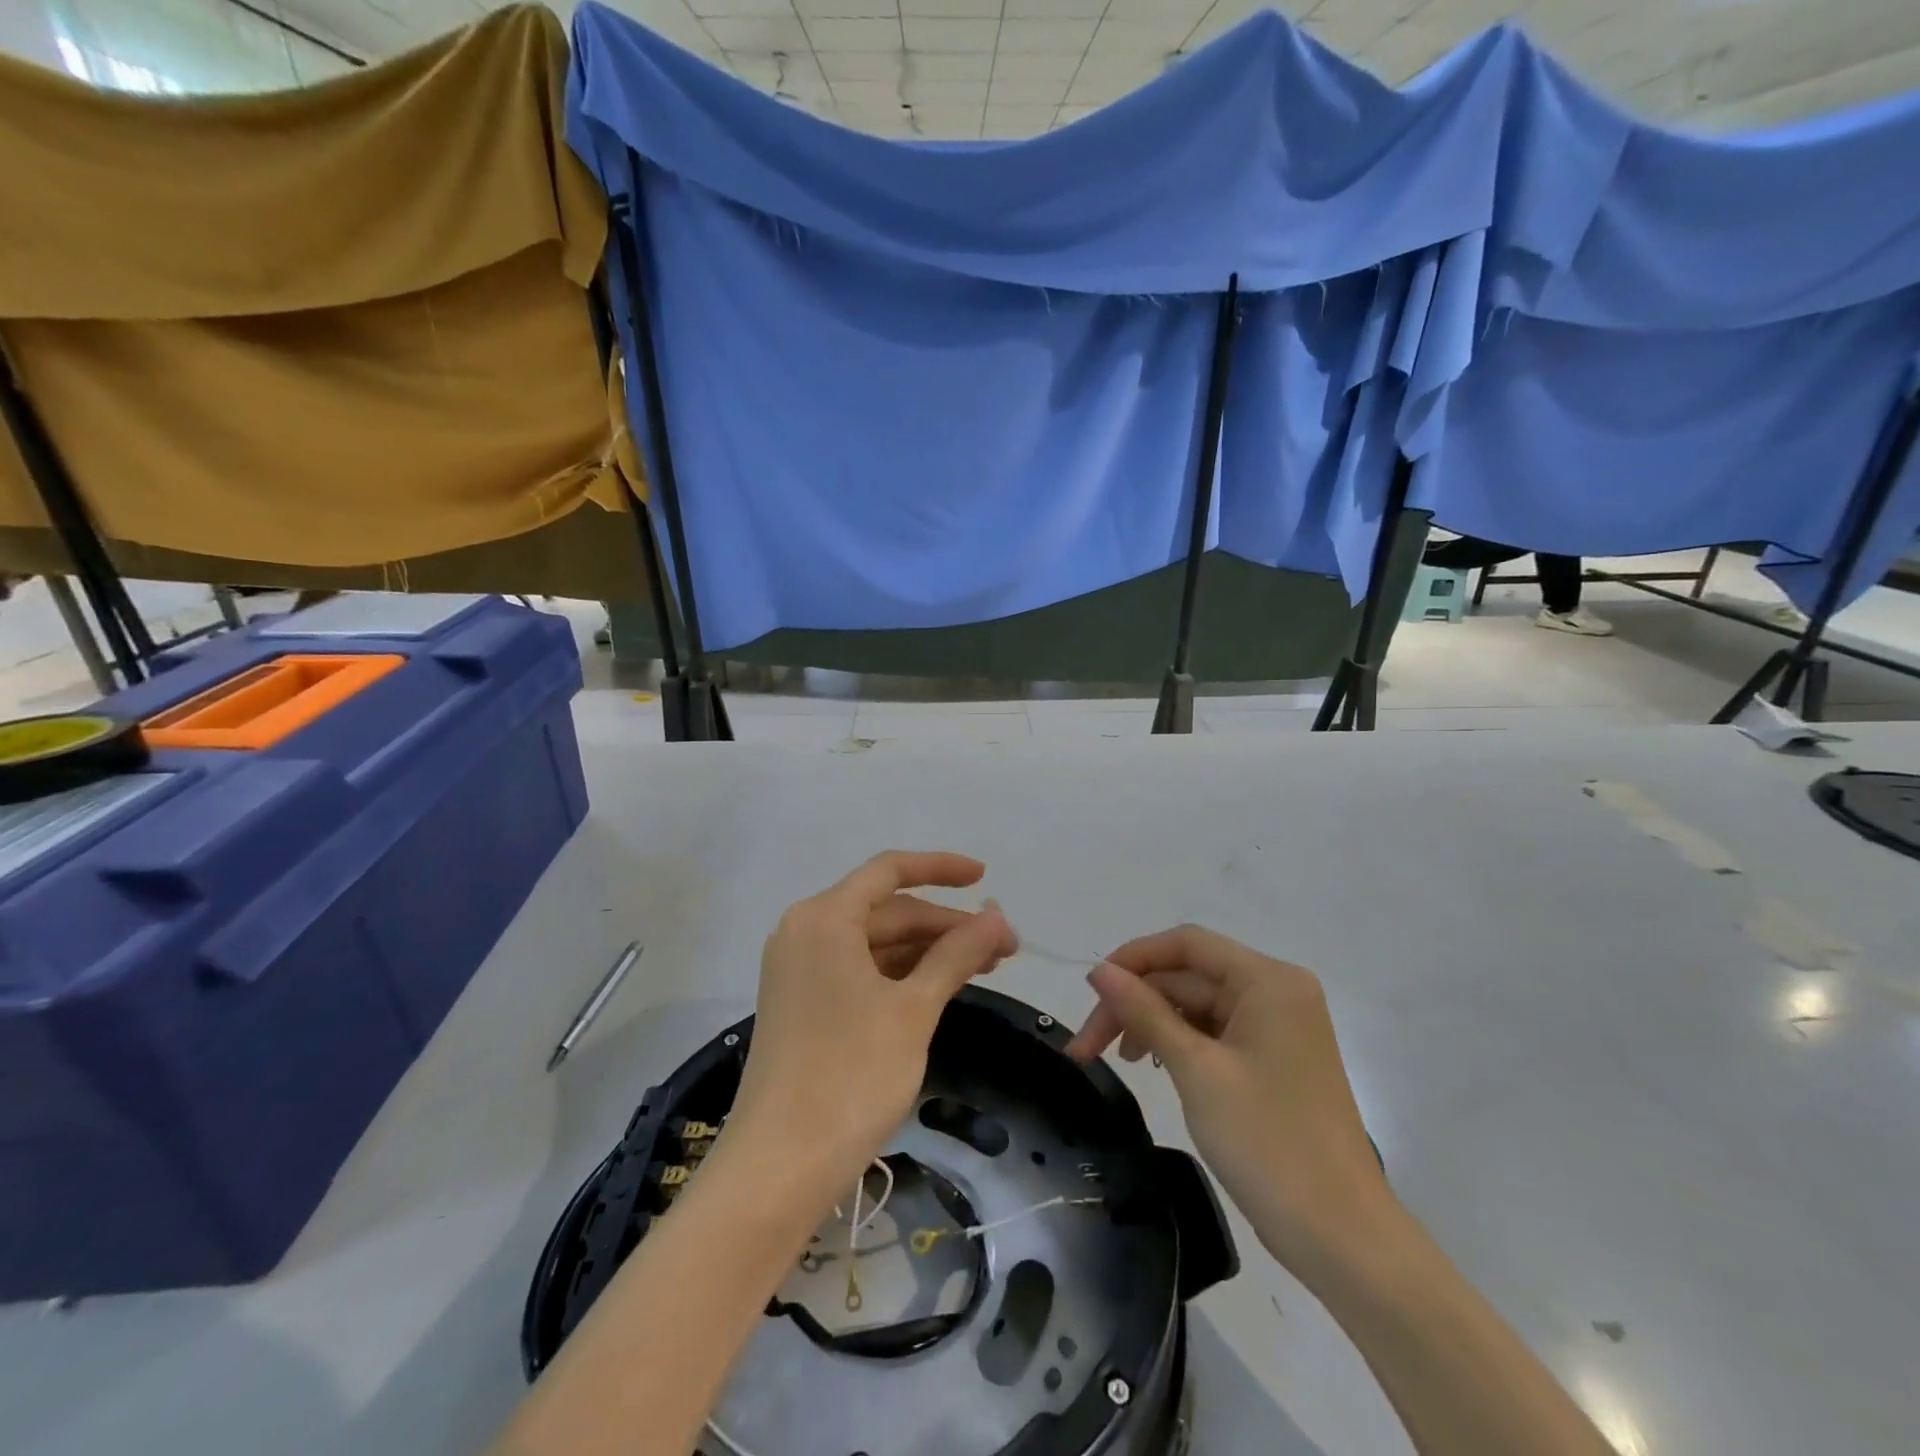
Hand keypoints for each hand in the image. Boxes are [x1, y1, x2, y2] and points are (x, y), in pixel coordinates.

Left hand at [726, 851, 1016, 1210]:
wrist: (779, 1167)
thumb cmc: (851, 1075)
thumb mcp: (913, 1009)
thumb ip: (956, 954)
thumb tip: (997, 918)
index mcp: (824, 918)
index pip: (890, 871)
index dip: (941, 868)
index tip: (985, 877)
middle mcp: (805, 931)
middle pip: (887, 910)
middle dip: (945, 925)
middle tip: (1004, 947)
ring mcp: (800, 968)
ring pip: (876, 942)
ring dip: (928, 951)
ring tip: (984, 966)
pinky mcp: (802, 1002)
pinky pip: (860, 969)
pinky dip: (901, 974)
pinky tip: (940, 986)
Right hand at [1065, 925, 1392, 1281]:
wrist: (1342, 1237)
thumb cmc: (1268, 1142)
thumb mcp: (1196, 1069)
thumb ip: (1145, 1012)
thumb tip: (1099, 970)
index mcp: (1268, 980)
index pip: (1187, 944)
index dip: (1134, 959)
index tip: (1091, 989)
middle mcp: (1276, 992)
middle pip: (1188, 976)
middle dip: (1134, 1003)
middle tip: (1086, 1045)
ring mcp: (1277, 1027)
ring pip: (1196, 1005)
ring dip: (1151, 1023)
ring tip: (1115, 1059)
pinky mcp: (1273, 1059)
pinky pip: (1214, 1032)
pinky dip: (1178, 1042)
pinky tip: (1152, 1064)